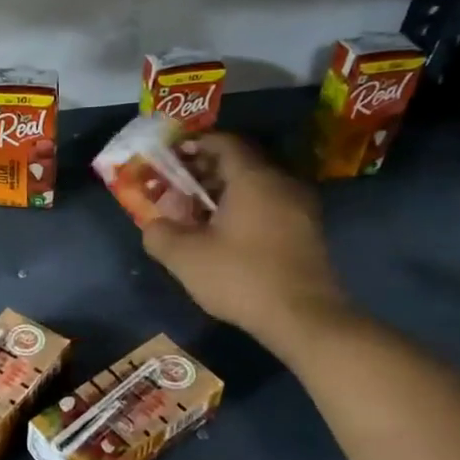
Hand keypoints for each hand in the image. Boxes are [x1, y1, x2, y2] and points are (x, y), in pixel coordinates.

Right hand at [142, 132, 349, 352]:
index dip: (194, 145)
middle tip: (177, 186)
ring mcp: (300, 207)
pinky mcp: (306, 231)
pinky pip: (269, 204)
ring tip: (196, 212)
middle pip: (240, 162)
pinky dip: (243, 208)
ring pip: (255, 185)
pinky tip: (224, 233)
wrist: (303, 317)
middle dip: (205, 169)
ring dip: (223, 191)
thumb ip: (159, 233)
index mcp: (253, 178)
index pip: (224, 142)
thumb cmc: (241, 277)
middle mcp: (281, 183)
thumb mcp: (184, 257)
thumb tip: (153, 224)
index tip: (170, 156)